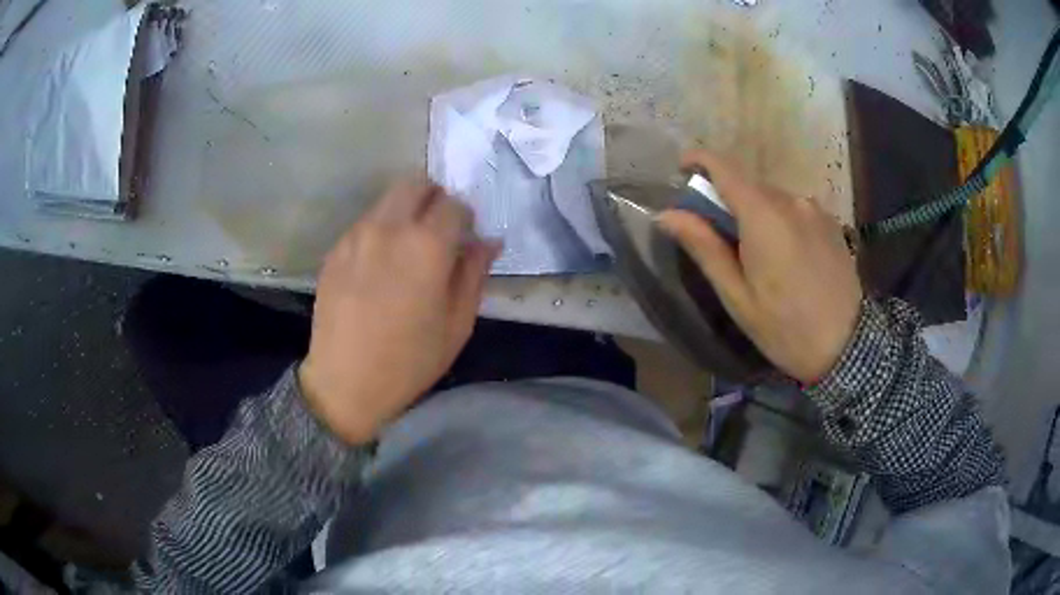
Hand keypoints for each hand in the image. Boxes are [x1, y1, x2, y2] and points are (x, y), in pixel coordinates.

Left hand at [299, 181, 500, 444]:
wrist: (345, 383)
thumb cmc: (410, 361)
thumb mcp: (457, 324)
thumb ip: (474, 273)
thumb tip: (488, 241)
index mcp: (426, 245)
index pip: (454, 204)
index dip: (465, 218)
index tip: (465, 238)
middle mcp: (388, 227)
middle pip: (416, 184)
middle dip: (434, 199)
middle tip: (438, 231)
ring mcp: (356, 236)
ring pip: (387, 200)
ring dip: (405, 213)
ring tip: (406, 250)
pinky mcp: (335, 250)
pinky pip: (364, 224)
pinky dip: (379, 231)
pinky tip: (378, 267)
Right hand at [658, 151, 861, 383]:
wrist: (847, 348)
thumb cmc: (784, 328)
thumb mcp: (737, 295)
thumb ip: (704, 247)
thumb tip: (667, 214)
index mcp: (764, 215)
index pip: (724, 167)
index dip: (699, 160)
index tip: (682, 171)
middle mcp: (792, 200)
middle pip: (749, 185)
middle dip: (728, 201)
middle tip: (720, 238)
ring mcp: (815, 209)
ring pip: (774, 198)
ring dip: (757, 213)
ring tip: (759, 256)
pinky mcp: (832, 222)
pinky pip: (795, 209)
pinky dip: (781, 221)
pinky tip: (788, 257)